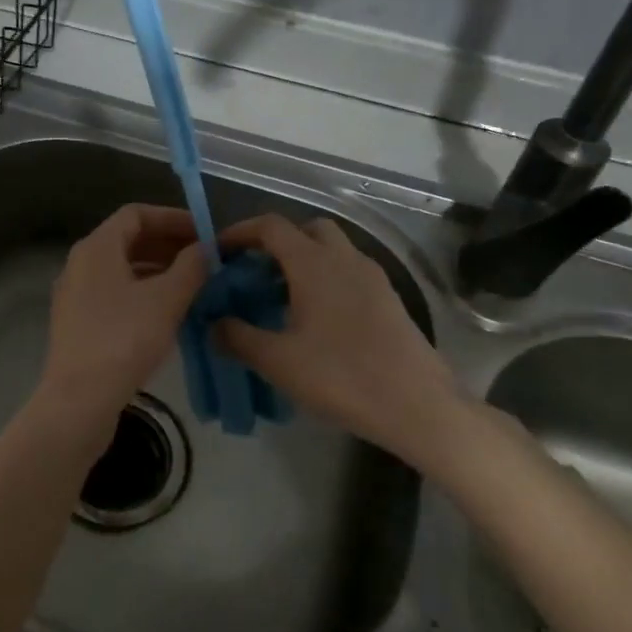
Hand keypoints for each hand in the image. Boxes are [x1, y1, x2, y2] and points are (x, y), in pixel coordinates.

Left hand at [41, 204, 207, 419]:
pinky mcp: (78, 323)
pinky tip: (168, 312)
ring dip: (158, 270)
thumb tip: (206, 248)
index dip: (172, 217)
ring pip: (122, 269)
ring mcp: (75, 295)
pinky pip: (114, 293)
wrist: (80, 399)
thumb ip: (191, 267)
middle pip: (128, 240)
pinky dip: (142, 292)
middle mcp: (80, 264)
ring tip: (193, 284)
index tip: (204, 232)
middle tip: (204, 258)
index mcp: (96, 247)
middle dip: (168, 244)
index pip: (136, 214)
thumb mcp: (167, 299)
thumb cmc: (124, 339)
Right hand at [214, 215, 472, 464]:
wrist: (417, 405)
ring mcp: (373, 277)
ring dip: (303, 262)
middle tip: (254, 274)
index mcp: (314, 263)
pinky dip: (326, 281)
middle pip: (307, 229)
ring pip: (332, 251)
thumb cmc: (341, 377)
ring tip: (280, 300)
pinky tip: (315, 321)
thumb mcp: (277, 361)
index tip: (218, 252)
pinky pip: (349, 274)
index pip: (271, 226)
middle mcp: (345, 259)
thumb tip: (213, 323)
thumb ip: (237, 337)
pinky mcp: (389, 300)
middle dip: (277, 243)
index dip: (240, 232)